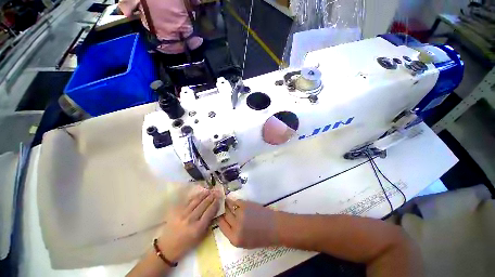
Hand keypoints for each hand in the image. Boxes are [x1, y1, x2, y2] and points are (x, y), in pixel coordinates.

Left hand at [157, 189, 219, 261]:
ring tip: (209, 190)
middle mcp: (191, 219)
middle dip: (211, 197)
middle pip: (203, 204)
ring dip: (204, 195)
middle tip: (216, 191)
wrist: (167, 248)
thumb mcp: (200, 238)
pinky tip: (199, 194)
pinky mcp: (177, 212)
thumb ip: (207, 224)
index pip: (209, 212)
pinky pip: (188, 202)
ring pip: (196, 201)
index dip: (215, 203)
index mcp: (198, 228)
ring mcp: (183, 214)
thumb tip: (214, 211)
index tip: (220, 198)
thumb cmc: (186, 245)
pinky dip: (195, 197)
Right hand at [218, 198, 277, 248]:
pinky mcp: (246, 205)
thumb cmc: (262, 237)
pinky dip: (233, 200)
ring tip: (224, 201)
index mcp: (235, 239)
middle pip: (224, 216)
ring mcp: (240, 214)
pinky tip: (232, 200)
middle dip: (221, 210)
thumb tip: (226, 223)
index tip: (218, 214)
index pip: (221, 226)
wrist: (274, 227)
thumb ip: (234, 234)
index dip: (219, 219)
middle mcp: (236, 226)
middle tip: (220, 206)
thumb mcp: (245, 243)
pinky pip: (236, 201)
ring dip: (226, 204)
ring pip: (228, 207)